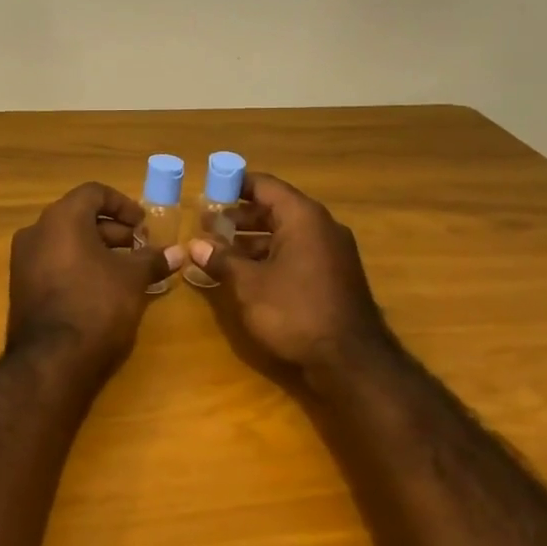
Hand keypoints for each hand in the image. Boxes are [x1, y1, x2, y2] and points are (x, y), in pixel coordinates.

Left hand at [8, 183, 181, 374]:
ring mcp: (24, 260)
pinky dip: (78, 266)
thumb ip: (152, 259)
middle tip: (140, 248)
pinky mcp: (21, 287)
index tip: (144, 225)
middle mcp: (36, 231)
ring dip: (97, 249)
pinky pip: (54, 263)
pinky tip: (102, 288)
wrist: (52, 360)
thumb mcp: (132, 279)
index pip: (94, 193)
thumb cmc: (96, 305)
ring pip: (66, 242)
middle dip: (113, 231)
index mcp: (61, 218)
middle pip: (78, 217)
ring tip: (126, 270)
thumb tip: (177, 253)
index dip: (123, 204)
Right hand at [187, 173, 391, 374]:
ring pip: (285, 234)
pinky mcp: (333, 276)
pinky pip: (296, 253)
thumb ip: (222, 260)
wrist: (350, 360)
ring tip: (218, 250)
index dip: (234, 185)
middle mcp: (321, 227)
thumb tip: (196, 245)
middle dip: (239, 216)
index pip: (265, 185)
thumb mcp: (249, 285)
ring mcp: (331, 252)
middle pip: (275, 209)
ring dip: (251, 239)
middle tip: (206, 224)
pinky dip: (269, 256)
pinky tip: (245, 273)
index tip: (208, 189)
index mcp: (303, 217)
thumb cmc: (295, 311)